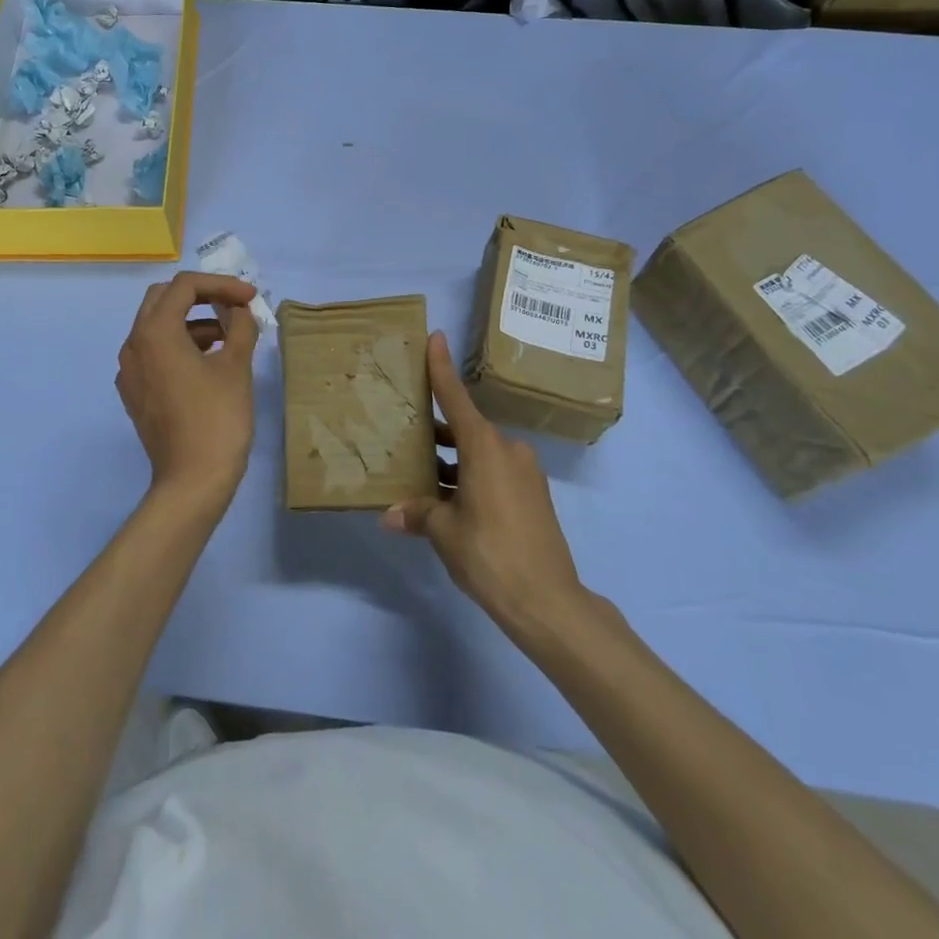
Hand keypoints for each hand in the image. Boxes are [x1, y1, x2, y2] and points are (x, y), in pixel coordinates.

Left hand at [115, 272, 260, 511]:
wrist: (192, 481)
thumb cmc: (217, 419)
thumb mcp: (236, 367)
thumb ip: (240, 327)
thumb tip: (241, 310)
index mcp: (155, 332)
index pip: (185, 286)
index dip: (221, 284)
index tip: (250, 297)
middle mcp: (133, 345)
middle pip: (163, 299)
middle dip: (201, 295)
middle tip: (233, 305)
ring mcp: (129, 371)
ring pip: (157, 326)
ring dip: (192, 321)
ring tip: (230, 337)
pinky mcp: (134, 392)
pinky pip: (154, 353)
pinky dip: (180, 345)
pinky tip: (209, 362)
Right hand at [382, 332, 588, 639]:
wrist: (549, 602)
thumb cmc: (490, 554)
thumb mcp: (444, 532)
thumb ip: (417, 514)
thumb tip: (389, 516)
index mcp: (485, 447)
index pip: (456, 398)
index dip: (442, 367)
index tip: (436, 337)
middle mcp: (507, 450)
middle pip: (465, 428)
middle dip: (436, 430)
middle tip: (406, 430)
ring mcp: (524, 473)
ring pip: (479, 454)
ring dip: (452, 460)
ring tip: (420, 472)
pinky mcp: (533, 497)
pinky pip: (494, 473)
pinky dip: (470, 478)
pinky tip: (448, 500)